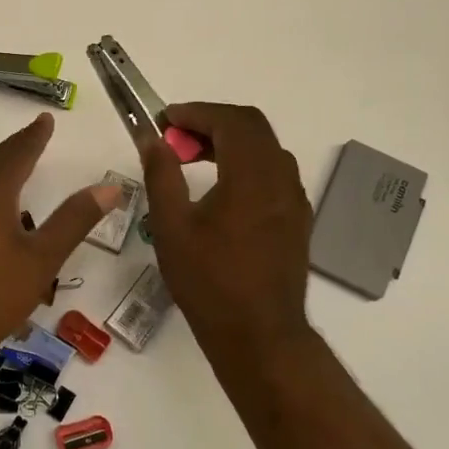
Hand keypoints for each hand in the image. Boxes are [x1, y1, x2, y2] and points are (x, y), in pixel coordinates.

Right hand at [141, 103, 314, 357]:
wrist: (259, 336)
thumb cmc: (209, 281)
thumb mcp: (171, 226)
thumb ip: (161, 175)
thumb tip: (152, 139)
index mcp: (252, 176)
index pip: (231, 121)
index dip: (197, 112)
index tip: (166, 121)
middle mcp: (281, 180)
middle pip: (253, 128)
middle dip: (212, 122)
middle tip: (177, 137)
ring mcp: (294, 200)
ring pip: (265, 150)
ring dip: (230, 142)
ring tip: (192, 159)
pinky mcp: (296, 220)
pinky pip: (273, 173)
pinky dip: (245, 164)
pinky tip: (219, 190)